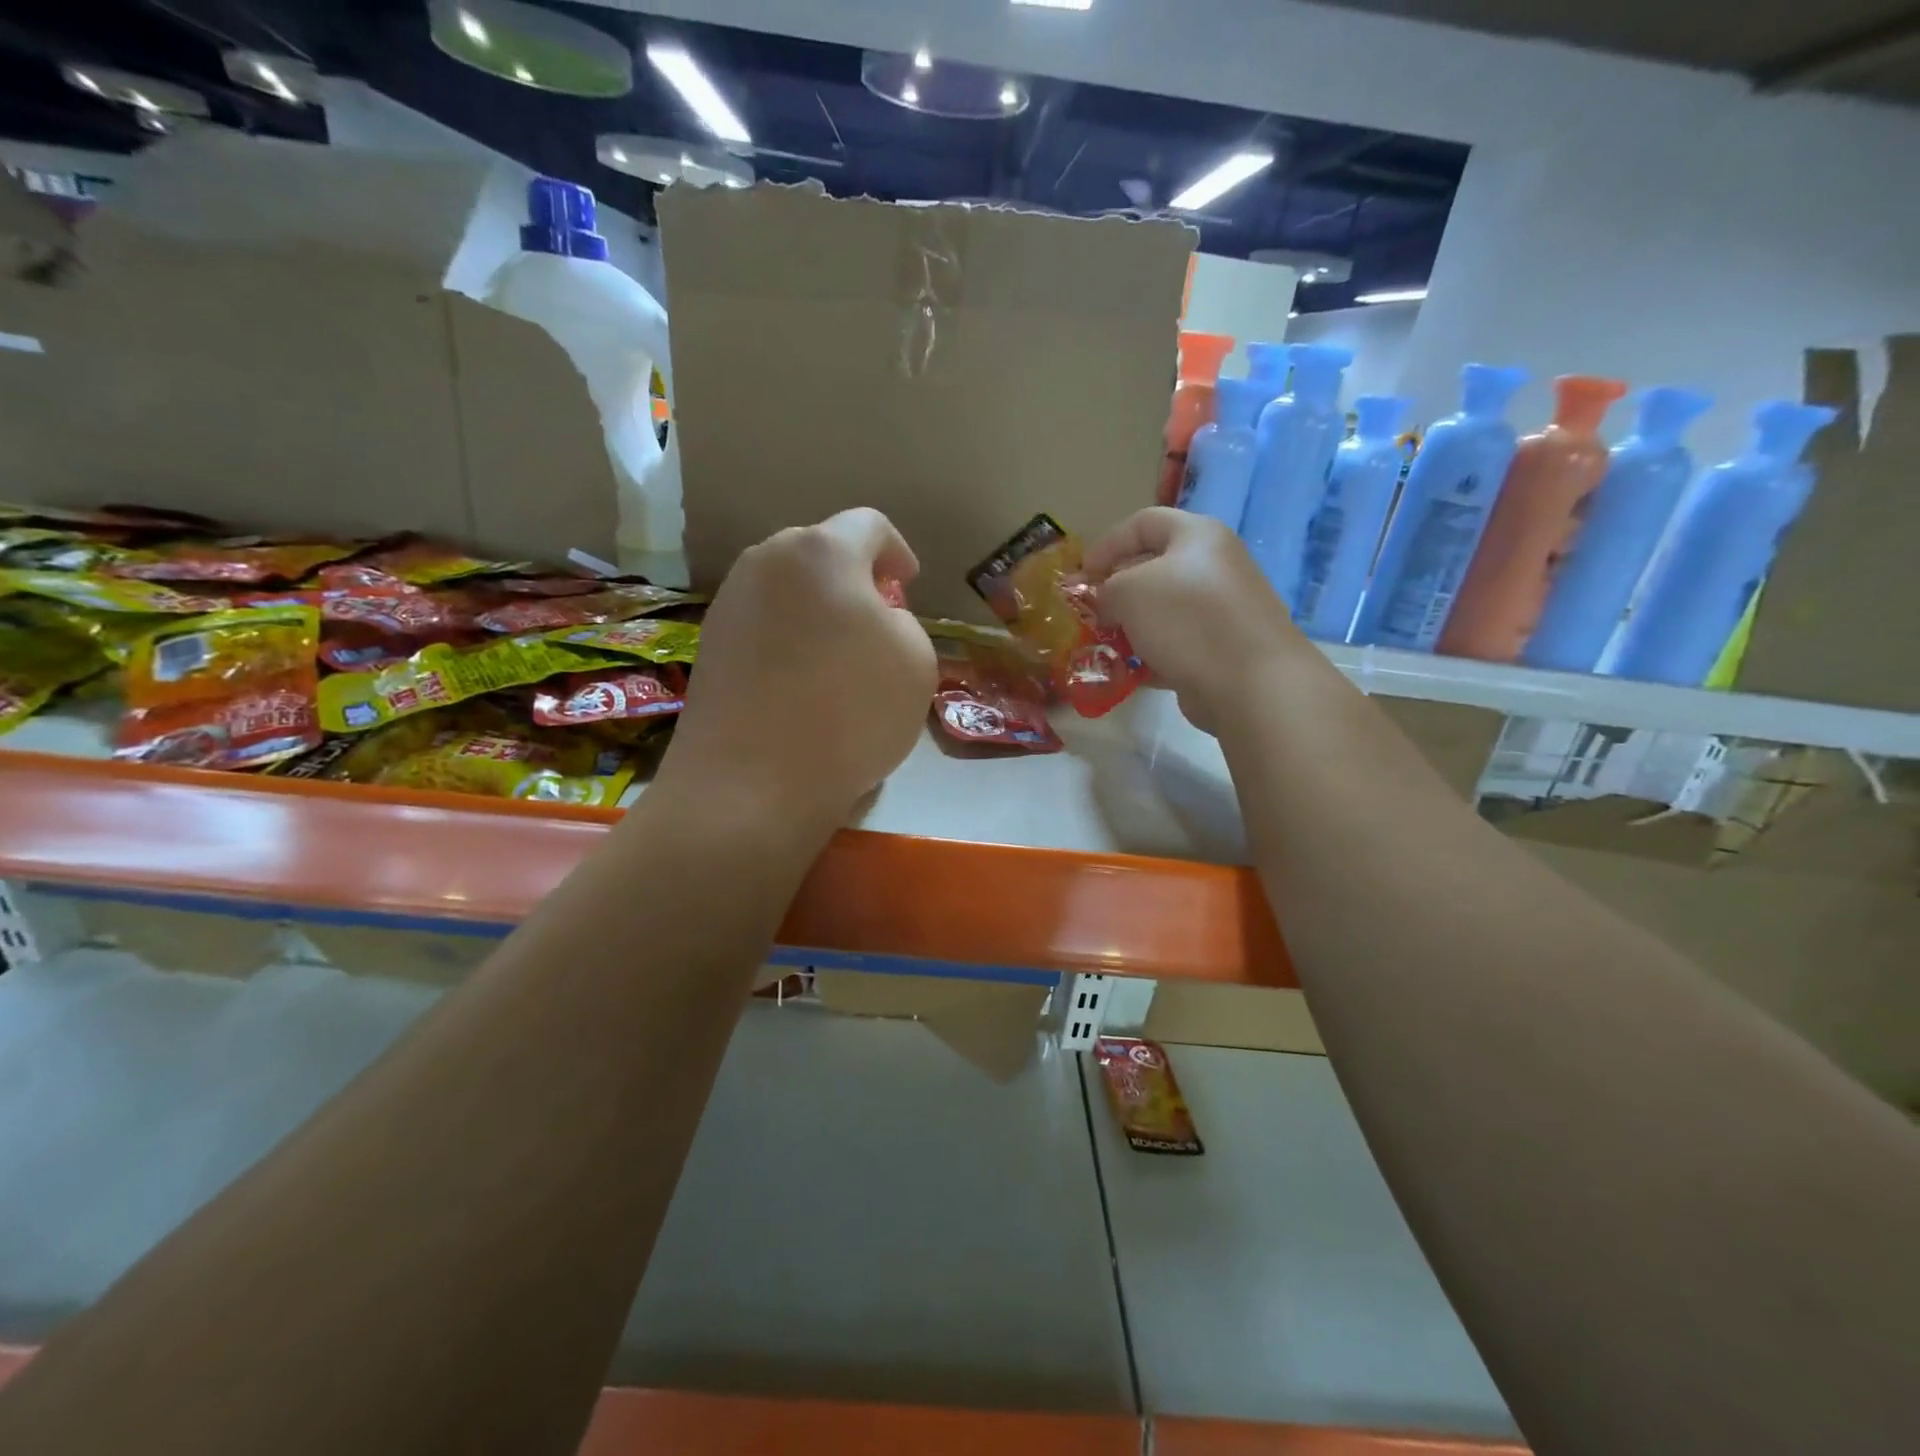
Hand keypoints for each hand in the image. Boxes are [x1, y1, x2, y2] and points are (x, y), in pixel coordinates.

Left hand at [658, 508, 935, 833]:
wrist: (751, 783)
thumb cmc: (850, 713)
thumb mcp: (916, 662)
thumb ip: (903, 622)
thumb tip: (874, 620)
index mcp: (822, 551)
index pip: (869, 525)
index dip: (898, 552)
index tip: (908, 586)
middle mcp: (767, 560)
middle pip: (821, 551)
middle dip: (855, 579)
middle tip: (877, 622)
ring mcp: (729, 601)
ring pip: (788, 587)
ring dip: (819, 608)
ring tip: (839, 656)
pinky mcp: (710, 643)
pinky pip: (763, 622)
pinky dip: (789, 637)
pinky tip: (802, 682)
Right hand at [1084, 508, 1304, 733]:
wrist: (1250, 682)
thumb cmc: (1186, 619)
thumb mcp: (1129, 591)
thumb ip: (1106, 589)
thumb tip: (1106, 603)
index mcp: (1198, 536)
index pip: (1143, 523)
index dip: (1106, 545)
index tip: (1081, 576)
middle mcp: (1214, 566)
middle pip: (1153, 568)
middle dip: (1116, 590)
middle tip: (1090, 613)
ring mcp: (1222, 610)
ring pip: (1163, 611)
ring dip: (1131, 627)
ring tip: (1105, 645)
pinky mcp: (1222, 648)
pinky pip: (1176, 644)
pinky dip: (1151, 655)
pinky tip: (1129, 672)